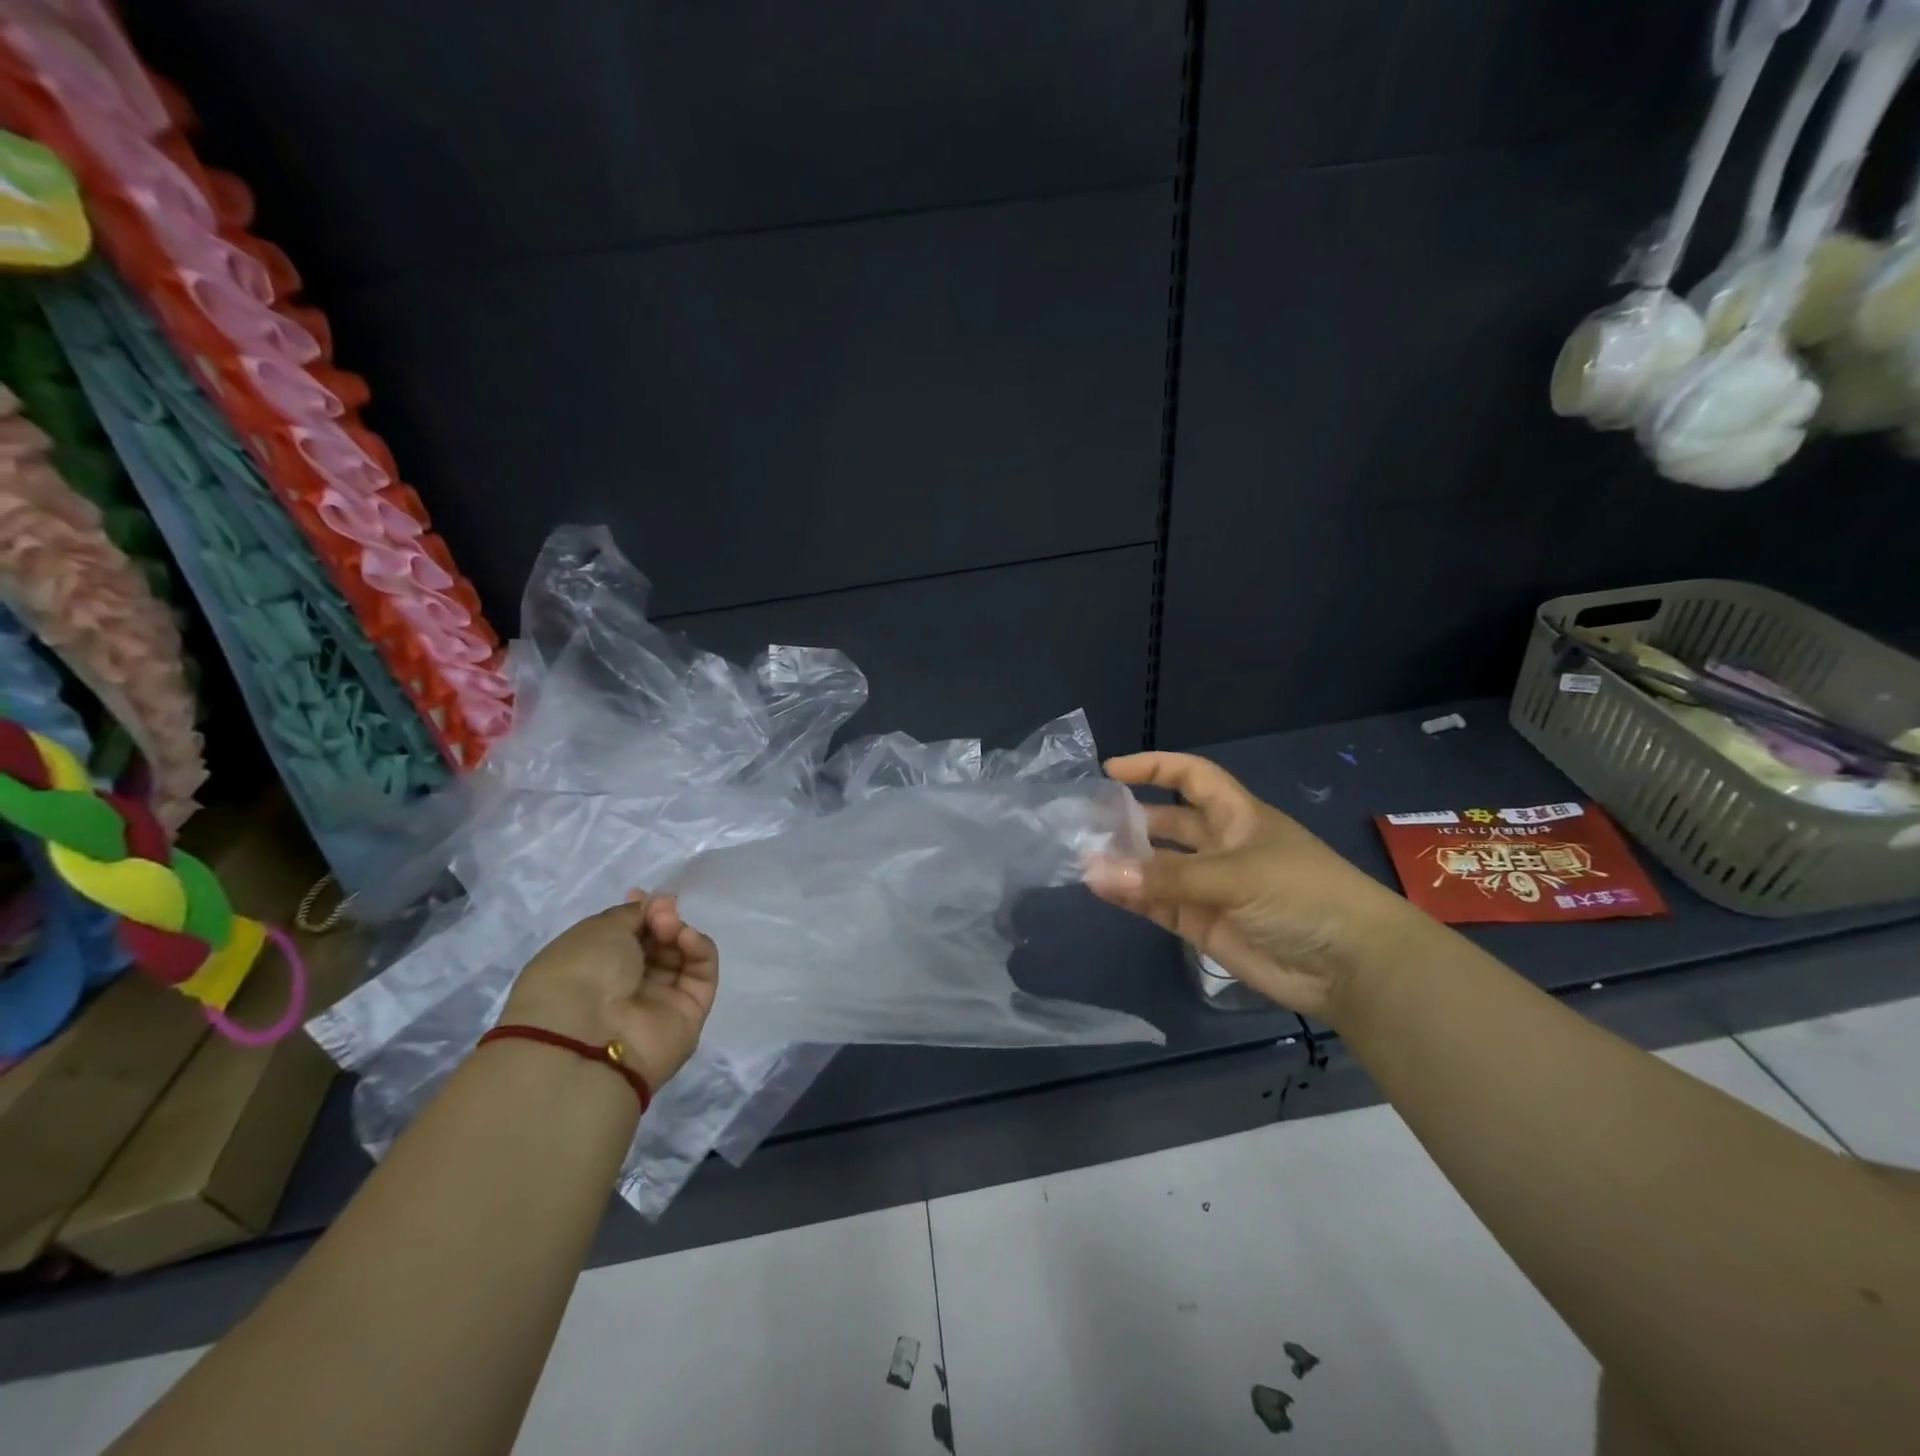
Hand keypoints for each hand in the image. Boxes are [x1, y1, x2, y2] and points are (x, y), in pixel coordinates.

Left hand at [501, 892, 718, 1091]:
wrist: (589, 1036)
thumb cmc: (580, 973)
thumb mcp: (599, 928)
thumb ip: (634, 913)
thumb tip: (658, 904)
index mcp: (594, 969)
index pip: (627, 936)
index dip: (640, 913)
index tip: (644, 896)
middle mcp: (626, 987)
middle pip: (658, 943)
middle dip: (662, 919)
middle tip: (661, 913)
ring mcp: (659, 1001)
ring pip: (681, 955)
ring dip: (679, 932)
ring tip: (669, 927)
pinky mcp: (690, 1013)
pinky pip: (702, 974)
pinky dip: (698, 950)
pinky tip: (686, 938)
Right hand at [1084, 753, 1421, 1024]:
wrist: (1350, 966)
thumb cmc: (1302, 894)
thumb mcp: (1235, 874)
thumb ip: (1166, 876)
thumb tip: (1095, 870)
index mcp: (1237, 816)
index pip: (1190, 777)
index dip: (1154, 767)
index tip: (1111, 769)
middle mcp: (1220, 846)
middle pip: (1168, 822)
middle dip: (1131, 819)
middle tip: (1086, 823)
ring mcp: (1210, 887)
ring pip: (1158, 866)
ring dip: (1126, 861)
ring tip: (1083, 857)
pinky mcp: (1203, 925)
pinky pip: (1158, 904)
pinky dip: (1132, 896)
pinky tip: (1102, 889)